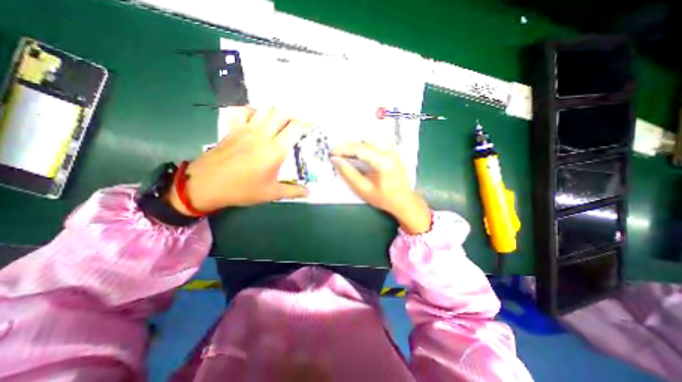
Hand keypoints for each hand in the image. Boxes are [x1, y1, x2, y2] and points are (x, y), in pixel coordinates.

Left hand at [168, 108, 310, 214]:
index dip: (307, 124)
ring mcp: (245, 129)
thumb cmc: (242, 190)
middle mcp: (262, 135)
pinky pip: (244, 112)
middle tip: (298, 124)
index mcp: (274, 150)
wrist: (204, 185)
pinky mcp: (232, 129)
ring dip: (276, 113)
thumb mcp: (271, 193)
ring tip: (282, 122)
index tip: (313, 126)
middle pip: (280, 112)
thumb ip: (293, 191)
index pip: (295, 128)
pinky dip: (254, 112)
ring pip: (264, 110)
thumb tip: (310, 194)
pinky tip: (257, 120)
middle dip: (293, 115)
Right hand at [331, 142, 429, 233]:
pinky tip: (360, 148)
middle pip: (365, 139)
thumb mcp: (364, 189)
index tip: (331, 153)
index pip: (359, 148)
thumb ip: (349, 173)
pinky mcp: (393, 151)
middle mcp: (389, 151)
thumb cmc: (384, 198)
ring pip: (371, 137)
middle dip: (348, 145)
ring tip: (346, 151)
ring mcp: (393, 149)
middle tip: (337, 153)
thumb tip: (336, 160)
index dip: (343, 149)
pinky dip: (366, 142)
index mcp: (383, 161)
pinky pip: (377, 140)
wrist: (404, 201)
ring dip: (357, 142)